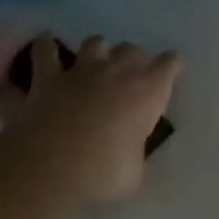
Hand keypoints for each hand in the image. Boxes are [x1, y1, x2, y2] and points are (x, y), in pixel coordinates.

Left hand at [0, 37, 180, 209]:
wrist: (50, 168)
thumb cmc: (101, 173)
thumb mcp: (132, 175)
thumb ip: (136, 158)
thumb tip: (132, 157)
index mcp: (148, 90)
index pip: (170, 64)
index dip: (172, 65)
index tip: (173, 71)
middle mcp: (119, 70)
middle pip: (133, 49)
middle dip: (134, 58)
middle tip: (130, 75)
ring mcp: (83, 70)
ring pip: (96, 42)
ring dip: (98, 50)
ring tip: (94, 61)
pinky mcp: (49, 77)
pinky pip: (45, 51)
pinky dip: (45, 47)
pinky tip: (45, 45)